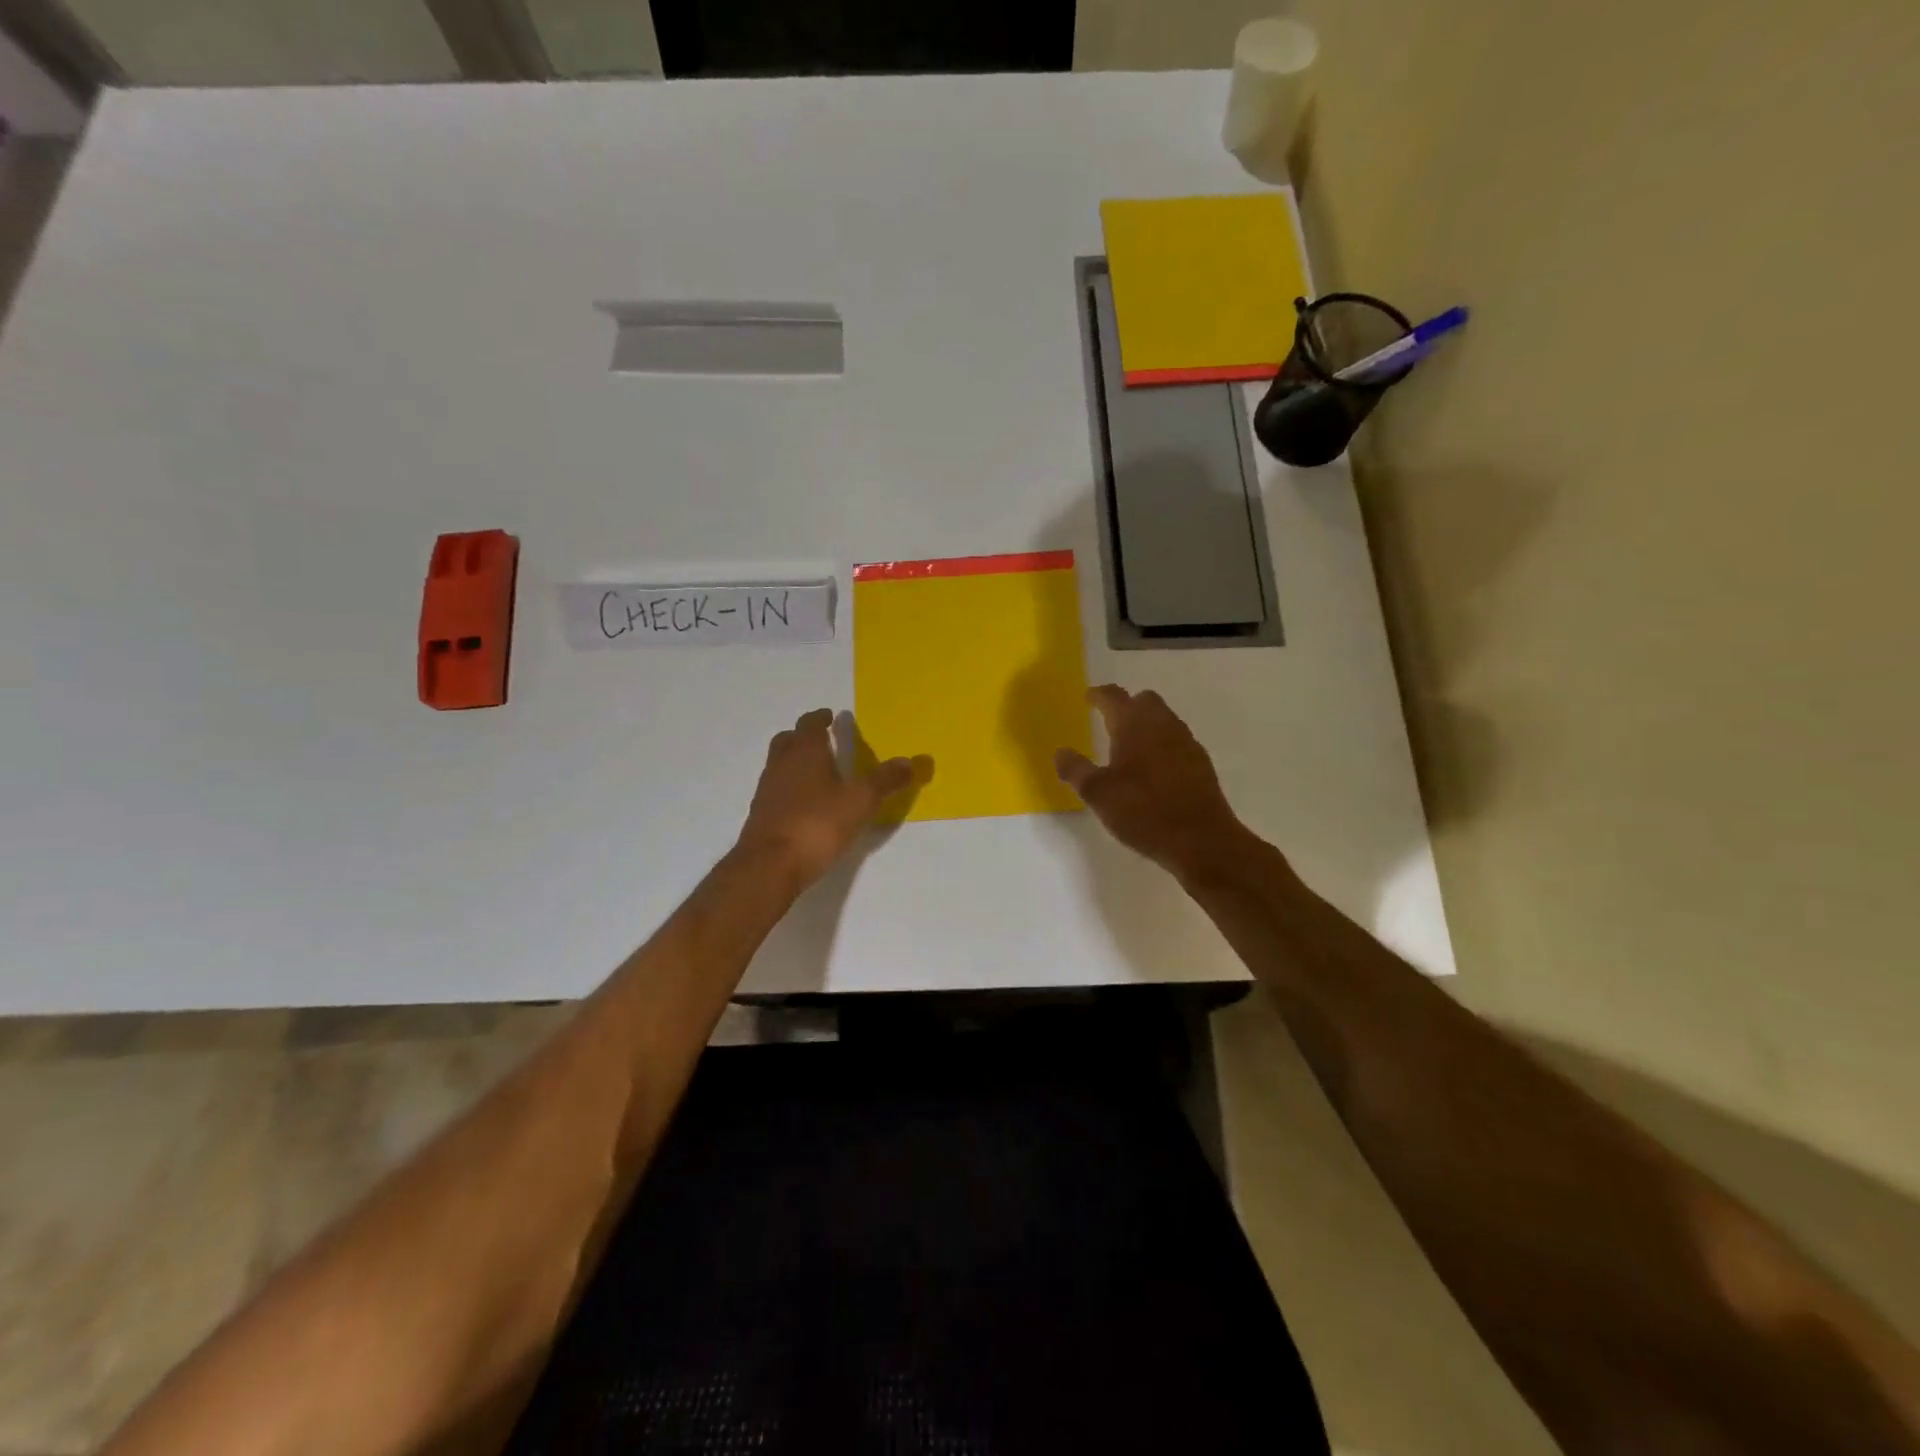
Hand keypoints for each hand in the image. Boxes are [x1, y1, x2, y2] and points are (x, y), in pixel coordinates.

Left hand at [737, 710, 923, 888]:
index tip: (830, 716)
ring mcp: (767, 790)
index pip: (810, 724)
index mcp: (805, 752)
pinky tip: (805, 805)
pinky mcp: (761, 816)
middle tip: (822, 740)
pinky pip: (776, 791)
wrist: (770, 866)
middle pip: (788, 740)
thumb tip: (911, 761)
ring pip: (779, 764)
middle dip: (804, 737)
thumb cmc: (817, 824)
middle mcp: (781, 764)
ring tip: (817, 774)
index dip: (820, 718)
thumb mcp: (860, 801)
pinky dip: (790, 789)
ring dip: (795, 762)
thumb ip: (885, 780)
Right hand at [1055, 686, 1248, 878]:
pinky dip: (1162, 744)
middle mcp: (1163, 725)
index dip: (1099, 695)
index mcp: (1133, 724)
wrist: (1201, 839)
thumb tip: (1061, 752)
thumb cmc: (1143, 811)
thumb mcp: (1097, 794)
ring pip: (1164, 720)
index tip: (1089, 697)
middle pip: (1145, 701)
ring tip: (1130, 744)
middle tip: (1110, 719)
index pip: (1114, 697)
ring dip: (1147, 724)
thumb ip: (1076, 770)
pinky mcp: (1201, 763)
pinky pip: (1177, 741)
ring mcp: (1186, 742)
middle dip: (1127, 705)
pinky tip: (1154, 768)